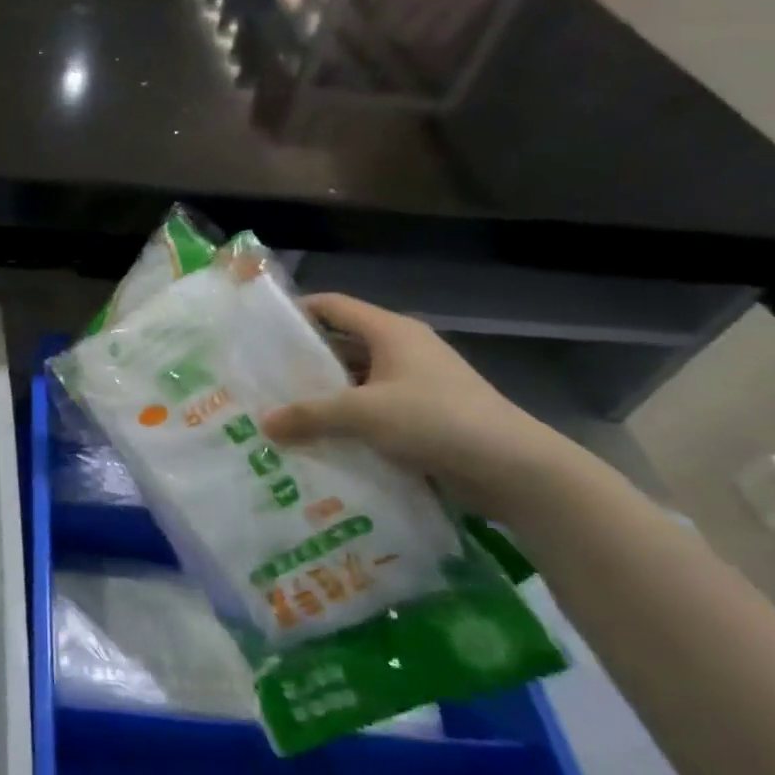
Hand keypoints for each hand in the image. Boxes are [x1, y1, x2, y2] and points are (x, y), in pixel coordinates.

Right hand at [259, 293, 579, 523]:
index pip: (332, 306)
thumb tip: (265, 424)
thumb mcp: (363, 413)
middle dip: (303, 360)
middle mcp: (403, 349)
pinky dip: (348, 418)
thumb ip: (310, 415)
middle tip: (262, 377)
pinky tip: (320, 438)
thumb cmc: (436, 420)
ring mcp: (416, 383)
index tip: (259, 330)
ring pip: (356, 380)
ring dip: (325, 394)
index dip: (296, 312)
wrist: (514, 468)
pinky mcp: (425, 415)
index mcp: (390, 331)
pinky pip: (373, 408)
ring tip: (283, 410)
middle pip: (342, 343)